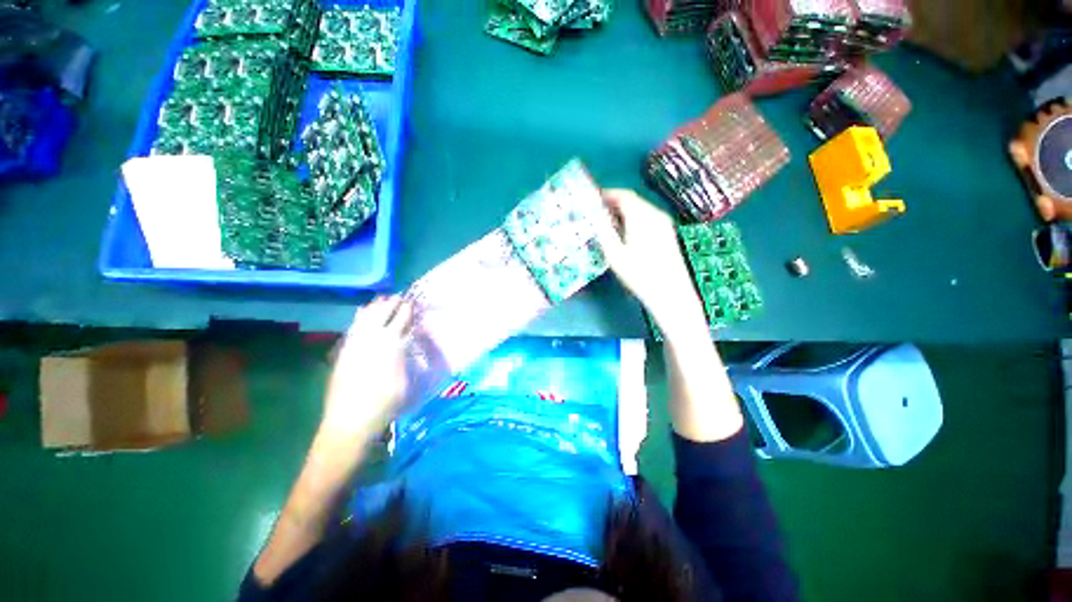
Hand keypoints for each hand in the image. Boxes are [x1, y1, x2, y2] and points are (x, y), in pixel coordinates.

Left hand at [321, 296, 413, 445]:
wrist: (350, 423)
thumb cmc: (386, 404)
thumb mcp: (406, 380)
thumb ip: (405, 355)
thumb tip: (408, 338)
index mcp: (390, 346)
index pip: (400, 320)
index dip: (407, 309)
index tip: (412, 301)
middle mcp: (370, 341)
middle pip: (381, 315)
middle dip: (391, 303)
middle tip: (399, 297)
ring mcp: (354, 346)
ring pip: (364, 318)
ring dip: (375, 307)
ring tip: (382, 300)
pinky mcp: (343, 353)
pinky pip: (353, 328)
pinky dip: (361, 318)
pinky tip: (363, 315)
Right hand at [597, 189, 706, 335]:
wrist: (670, 293)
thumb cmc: (639, 274)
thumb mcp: (614, 254)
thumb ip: (604, 232)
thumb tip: (595, 218)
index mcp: (641, 216)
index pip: (624, 196)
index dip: (608, 194)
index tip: (594, 198)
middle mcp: (655, 215)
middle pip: (633, 201)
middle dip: (615, 203)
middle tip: (598, 212)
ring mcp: (664, 224)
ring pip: (641, 210)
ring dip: (625, 212)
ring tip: (609, 223)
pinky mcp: (668, 234)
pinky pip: (648, 219)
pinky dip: (634, 220)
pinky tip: (627, 233)